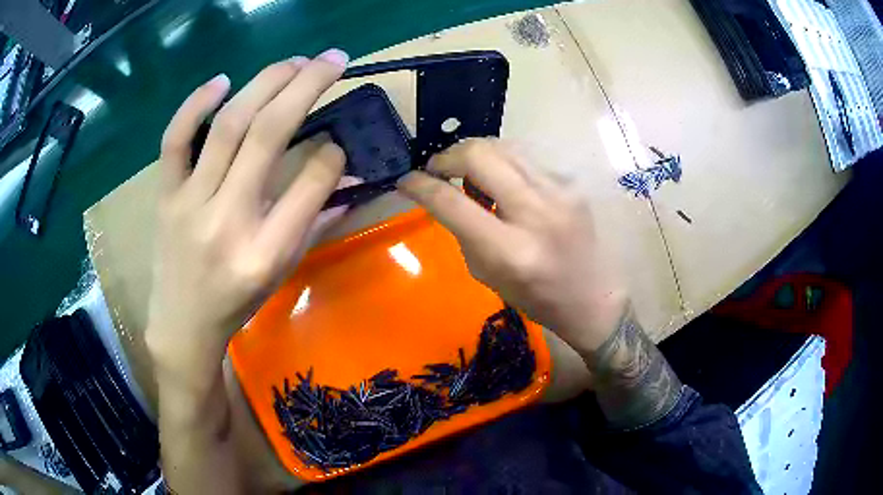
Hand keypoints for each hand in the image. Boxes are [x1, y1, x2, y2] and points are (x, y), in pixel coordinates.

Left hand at [146, 50, 351, 382]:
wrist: (183, 323)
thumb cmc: (237, 302)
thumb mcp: (283, 271)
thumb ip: (317, 220)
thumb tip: (346, 170)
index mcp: (266, 252)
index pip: (311, 184)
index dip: (333, 153)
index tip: (340, 139)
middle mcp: (228, 221)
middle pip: (268, 135)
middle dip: (306, 87)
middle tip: (332, 59)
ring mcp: (190, 204)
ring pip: (227, 126)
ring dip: (265, 83)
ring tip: (294, 62)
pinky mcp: (165, 196)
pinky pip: (174, 142)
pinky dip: (194, 105)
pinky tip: (221, 81)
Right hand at [397, 138, 628, 358]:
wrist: (592, 296)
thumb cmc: (536, 297)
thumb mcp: (486, 274)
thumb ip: (463, 230)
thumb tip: (444, 193)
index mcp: (509, 251)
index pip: (452, 202)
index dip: (420, 185)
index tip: (406, 180)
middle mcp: (536, 213)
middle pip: (479, 155)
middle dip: (447, 155)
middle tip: (437, 168)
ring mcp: (559, 192)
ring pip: (503, 147)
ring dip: (474, 153)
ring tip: (466, 171)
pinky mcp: (571, 183)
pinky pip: (525, 158)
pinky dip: (503, 163)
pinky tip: (500, 179)